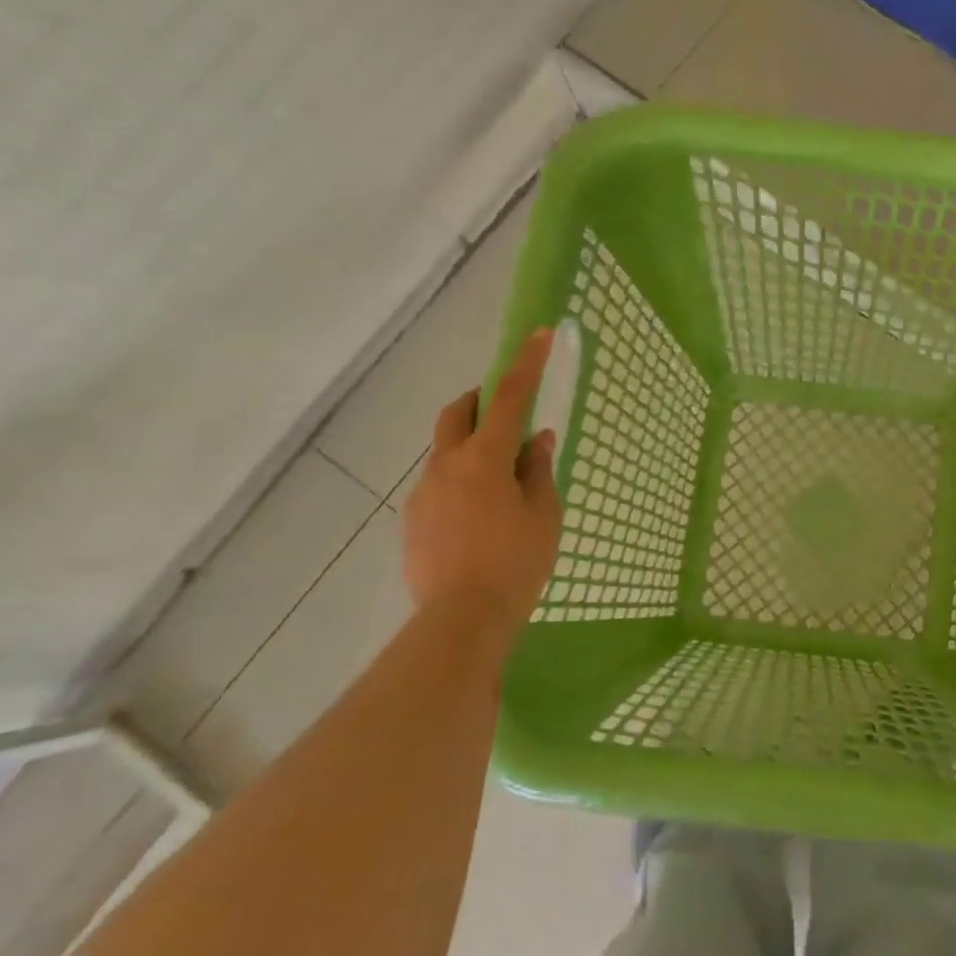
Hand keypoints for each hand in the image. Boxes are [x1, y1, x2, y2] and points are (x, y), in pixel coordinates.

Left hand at [404, 328, 563, 626]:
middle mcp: (446, 465)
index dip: (526, 365)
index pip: (508, 398)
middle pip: (456, 413)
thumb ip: (539, 470)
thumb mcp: (543, 514)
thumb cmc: (516, 562)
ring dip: (472, 448)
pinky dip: (461, 482)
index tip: (539, 335)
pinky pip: (439, 485)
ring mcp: (424, 492)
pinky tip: (480, 518)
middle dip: (479, 400)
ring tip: (501, 484)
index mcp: (484, 459)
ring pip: (446, 452)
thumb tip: (538, 439)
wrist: (461, 619)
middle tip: (505, 412)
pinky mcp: (413, 520)